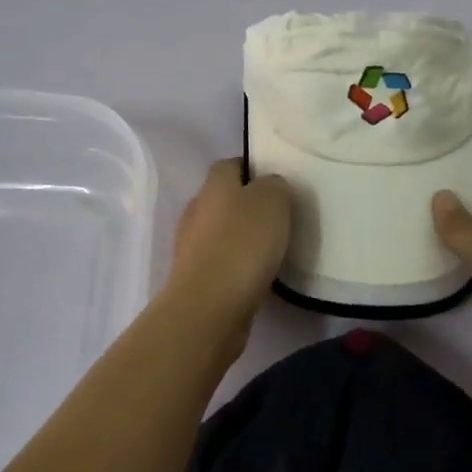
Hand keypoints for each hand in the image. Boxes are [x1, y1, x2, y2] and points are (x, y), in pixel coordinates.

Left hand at [162, 160, 291, 351]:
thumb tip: (270, 186)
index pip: (231, 164)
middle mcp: (197, 209)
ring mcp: (191, 246)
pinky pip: (221, 262)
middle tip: (280, 217)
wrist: (209, 308)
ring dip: (242, 238)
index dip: (253, 169)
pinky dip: (237, 265)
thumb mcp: (273, 201)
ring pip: (221, 231)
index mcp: (214, 184)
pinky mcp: (195, 279)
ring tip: (273, 249)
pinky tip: (258, 275)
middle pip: (224, 198)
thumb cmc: (243, 243)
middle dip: (248, 205)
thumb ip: (275, 185)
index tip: (278, 183)